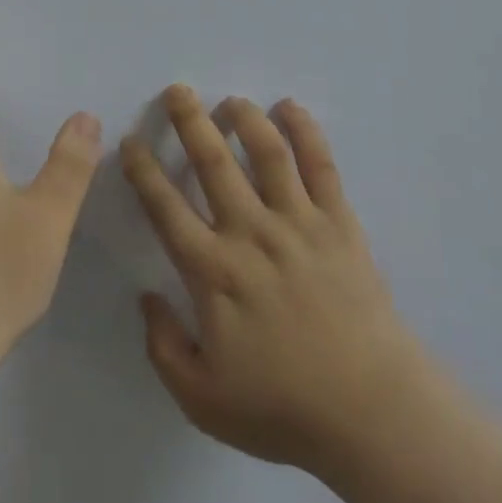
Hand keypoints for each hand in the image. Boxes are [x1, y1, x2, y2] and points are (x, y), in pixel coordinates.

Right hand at [120, 85, 430, 476]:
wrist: (370, 411)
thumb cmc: (282, 407)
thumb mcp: (202, 399)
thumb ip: (164, 346)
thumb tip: (145, 297)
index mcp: (213, 270)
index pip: (166, 207)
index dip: (144, 170)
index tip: (131, 141)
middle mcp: (250, 232)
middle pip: (213, 162)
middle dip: (190, 121)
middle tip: (178, 90)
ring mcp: (298, 221)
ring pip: (266, 152)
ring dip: (245, 118)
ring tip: (231, 100)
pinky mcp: (338, 221)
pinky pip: (320, 165)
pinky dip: (305, 131)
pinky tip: (291, 108)